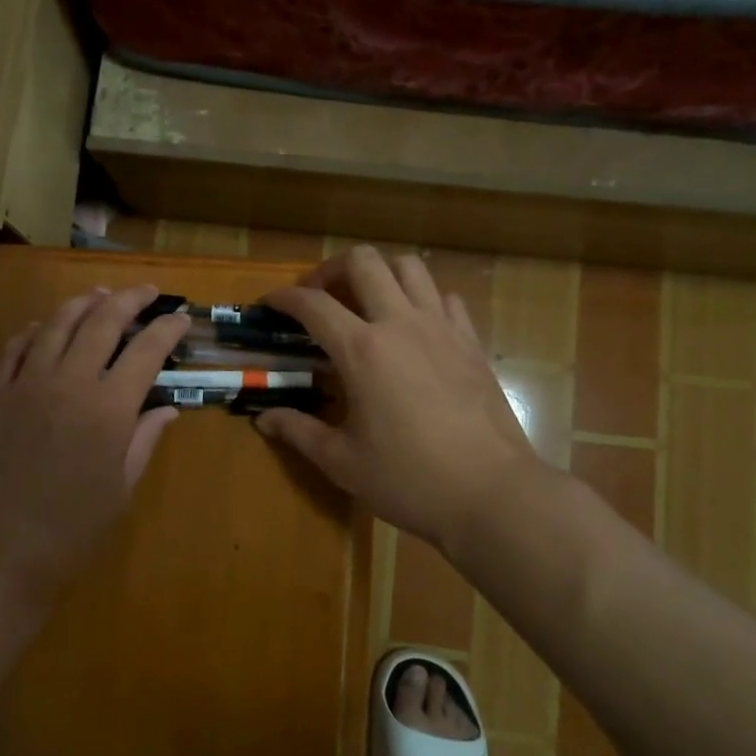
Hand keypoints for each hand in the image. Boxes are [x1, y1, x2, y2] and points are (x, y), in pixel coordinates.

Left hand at [0, 284, 190, 599]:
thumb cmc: (70, 529)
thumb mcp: (120, 489)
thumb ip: (144, 441)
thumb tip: (167, 410)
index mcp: (109, 408)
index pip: (146, 351)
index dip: (167, 329)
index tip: (181, 318)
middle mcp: (69, 382)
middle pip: (102, 322)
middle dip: (129, 300)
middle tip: (146, 292)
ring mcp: (27, 383)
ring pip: (56, 324)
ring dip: (82, 303)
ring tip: (99, 294)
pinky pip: (15, 348)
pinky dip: (34, 331)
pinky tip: (42, 327)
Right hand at [255, 247, 550, 555]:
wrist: (492, 493)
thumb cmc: (410, 480)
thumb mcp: (343, 462)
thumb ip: (299, 432)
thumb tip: (263, 418)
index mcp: (362, 351)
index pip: (313, 305)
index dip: (284, 298)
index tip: (269, 303)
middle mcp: (400, 324)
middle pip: (363, 262)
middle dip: (332, 269)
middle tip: (319, 297)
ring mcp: (442, 328)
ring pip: (409, 267)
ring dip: (379, 274)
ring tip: (366, 302)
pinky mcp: (471, 342)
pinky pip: (444, 298)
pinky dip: (421, 298)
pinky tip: (413, 327)